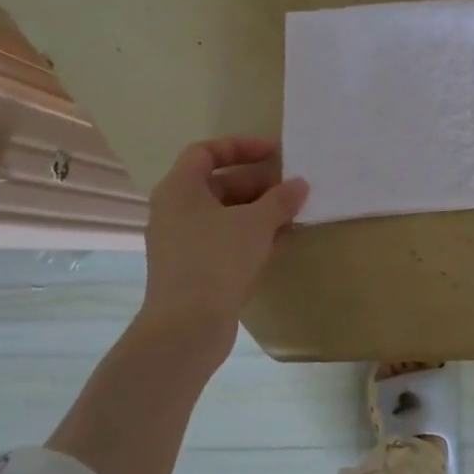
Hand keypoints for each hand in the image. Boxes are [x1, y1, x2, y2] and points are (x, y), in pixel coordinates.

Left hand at [135, 137, 308, 361]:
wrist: (187, 325)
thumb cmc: (217, 259)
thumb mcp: (256, 223)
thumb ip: (280, 199)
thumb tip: (299, 185)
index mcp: (180, 190)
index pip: (205, 152)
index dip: (240, 147)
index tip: (274, 153)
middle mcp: (175, 211)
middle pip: (218, 184)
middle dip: (257, 184)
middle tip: (291, 189)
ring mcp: (181, 242)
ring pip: (224, 215)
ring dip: (258, 212)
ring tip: (292, 215)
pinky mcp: (193, 269)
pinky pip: (224, 240)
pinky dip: (250, 236)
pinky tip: (279, 242)